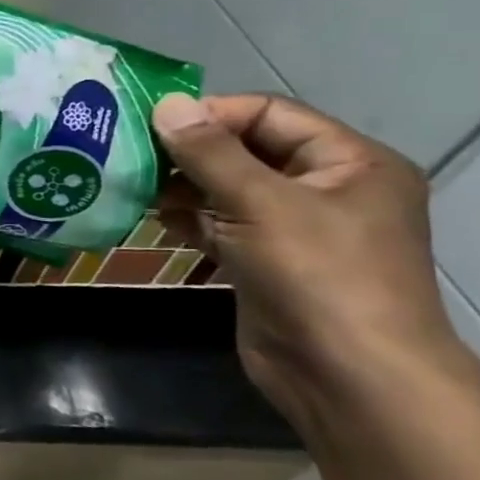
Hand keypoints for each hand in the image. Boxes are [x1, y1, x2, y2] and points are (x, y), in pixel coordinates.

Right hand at [153, 92, 479, 435]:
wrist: (348, 375)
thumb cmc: (318, 275)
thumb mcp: (261, 203)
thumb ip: (209, 153)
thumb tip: (167, 104)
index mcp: (349, 162)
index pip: (269, 114)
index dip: (211, 114)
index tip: (149, 126)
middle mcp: (326, 188)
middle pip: (245, 150)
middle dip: (188, 152)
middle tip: (130, 155)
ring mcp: (295, 229)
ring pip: (227, 189)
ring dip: (180, 186)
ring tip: (132, 185)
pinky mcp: (266, 261)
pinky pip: (221, 224)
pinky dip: (187, 218)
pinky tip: (150, 218)